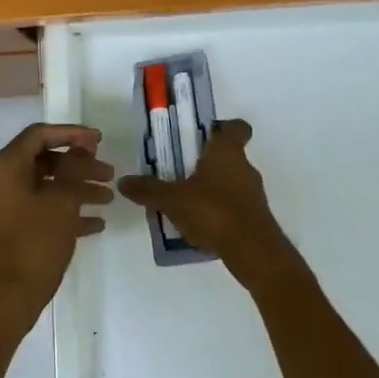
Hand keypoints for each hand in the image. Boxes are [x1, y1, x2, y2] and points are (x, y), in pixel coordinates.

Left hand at [0, 123, 112, 330]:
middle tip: (109, 172)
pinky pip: (41, 209)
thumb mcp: (62, 200)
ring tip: (108, 198)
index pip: (40, 135)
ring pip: (46, 186)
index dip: (72, 133)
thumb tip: (82, 147)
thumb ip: (74, 167)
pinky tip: (96, 223)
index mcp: (5, 167)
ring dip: (77, 188)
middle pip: (44, 160)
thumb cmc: (36, 242)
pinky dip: (66, 210)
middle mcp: (0, 181)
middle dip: (79, 165)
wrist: (10, 296)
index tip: (100, 140)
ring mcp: (4, 206)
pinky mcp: (10, 228)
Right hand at [117, 120, 300, 286]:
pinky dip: (218, 209)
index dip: (222, 127)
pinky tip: (199, 223)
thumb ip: (148, 190)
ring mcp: (253, 193)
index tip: (203, 135)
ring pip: (230, 181)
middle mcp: (245, 167)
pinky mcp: (255, 216)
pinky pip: (234, 204)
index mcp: (227, 152)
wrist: (252, 250)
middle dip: (206, 162)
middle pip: (228, 155)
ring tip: (185, 201)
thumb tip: (123, 181)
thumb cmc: (213, 211)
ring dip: (211, 187)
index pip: (235, 127)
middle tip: (179, 171)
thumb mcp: (172, 200)